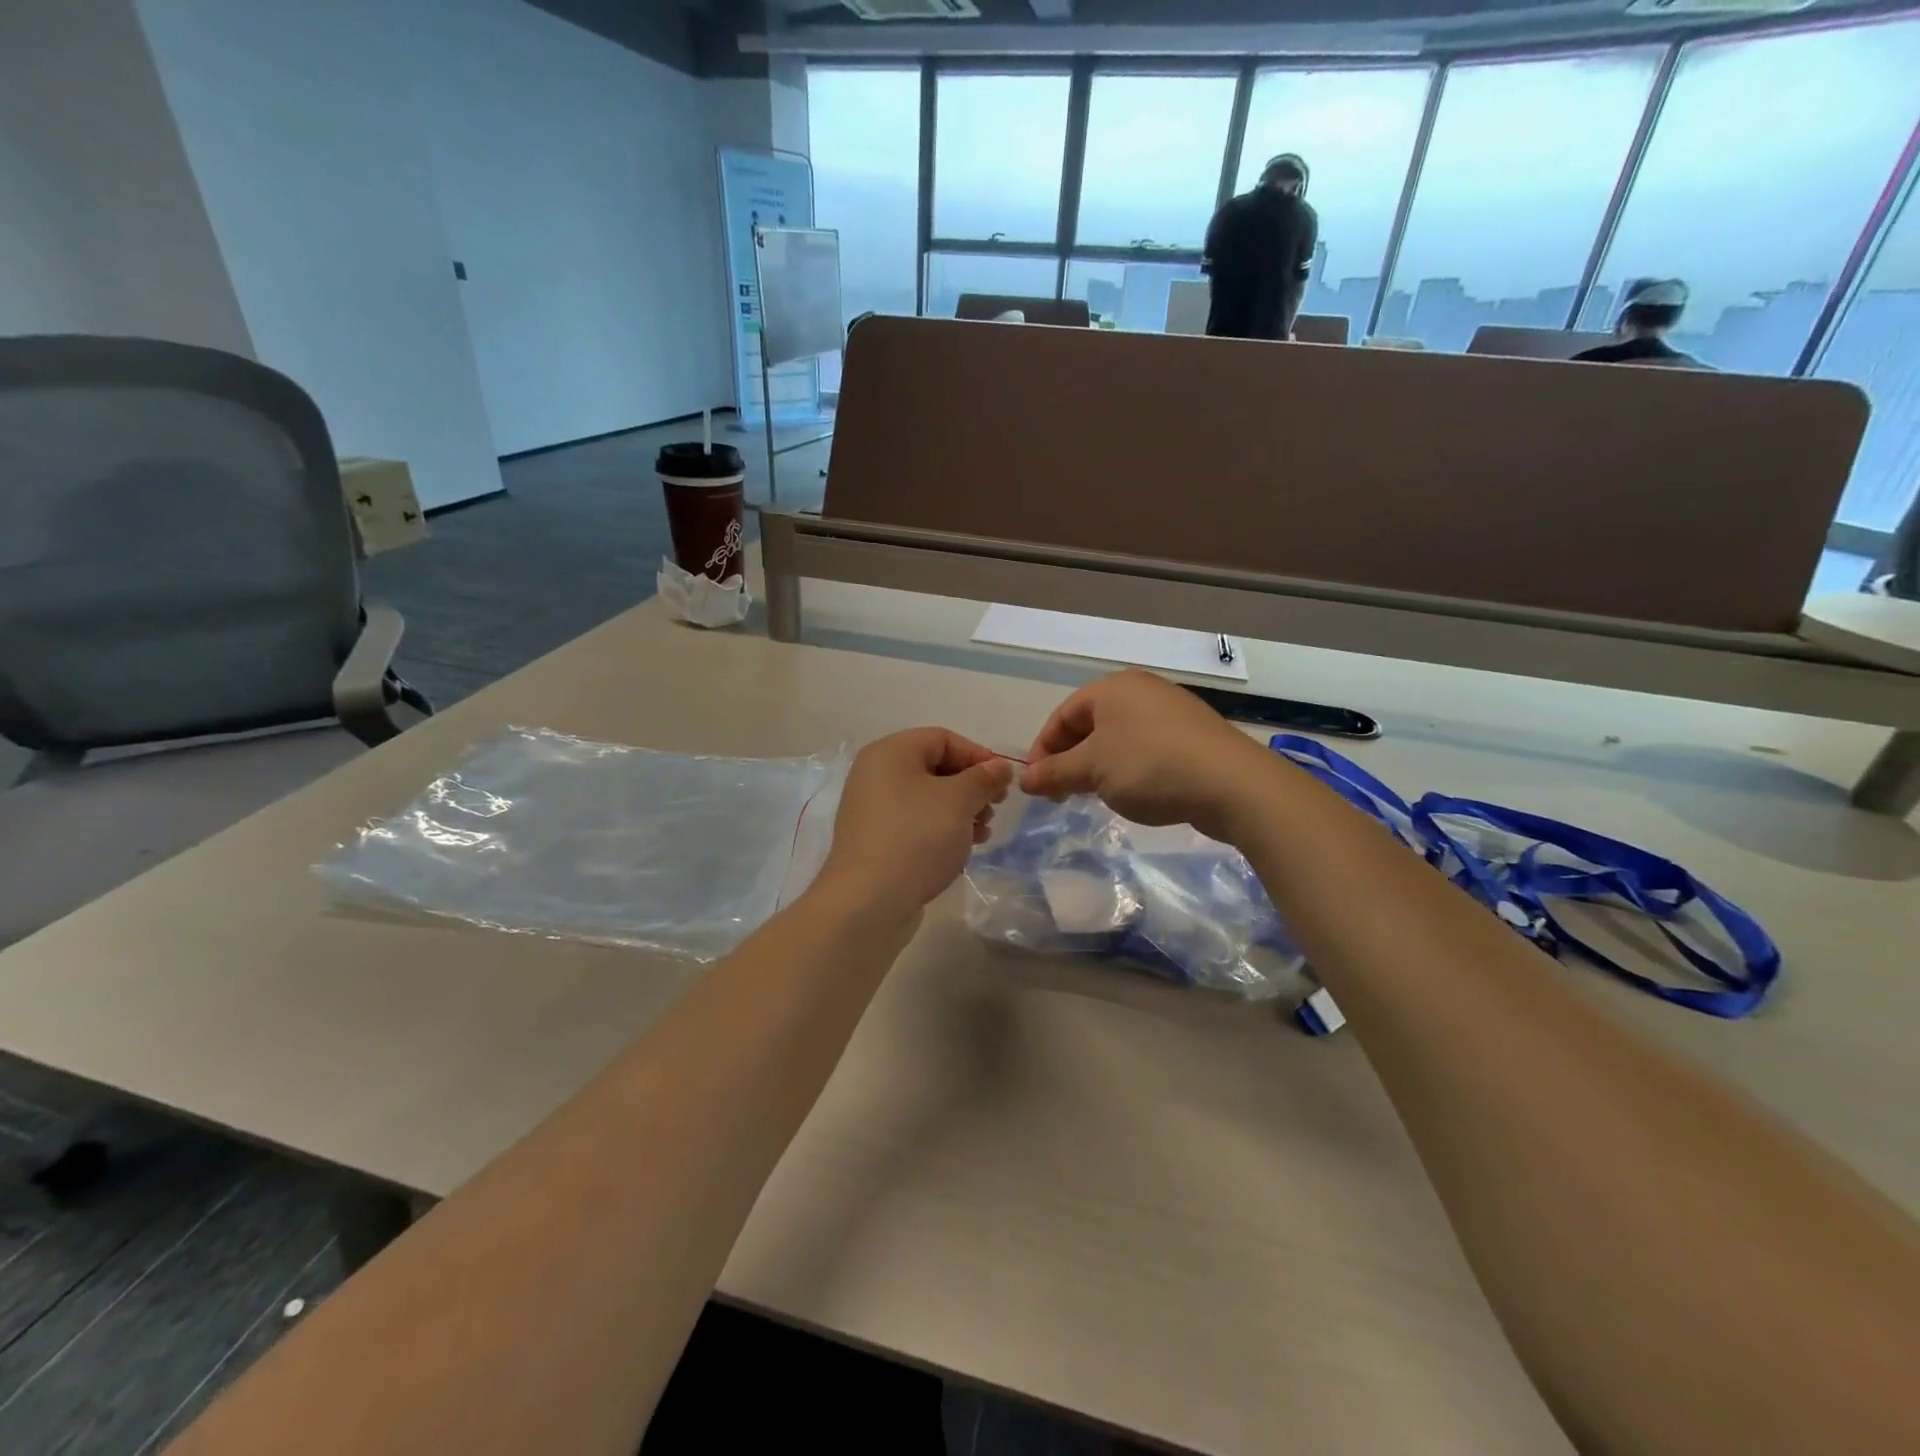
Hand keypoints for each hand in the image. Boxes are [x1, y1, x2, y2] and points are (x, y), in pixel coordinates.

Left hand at [818, 728, 1013, 915]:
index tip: (1004, 782)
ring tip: (982, 834)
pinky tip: (961, 849)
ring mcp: (872, 809)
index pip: (942, 739)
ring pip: (927, 798)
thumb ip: (983, 778)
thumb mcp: (958, 801)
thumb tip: (999, 767)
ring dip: (960, 811)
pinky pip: (915, 823)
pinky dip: (941, 830)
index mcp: (890, 753)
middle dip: (971, 787)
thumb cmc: (917, 837)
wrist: (869, 901)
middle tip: (994, 809)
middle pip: (935, 768)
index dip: (978, 756)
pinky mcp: (875, 840)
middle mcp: (875, 774)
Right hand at [1020, 671, 1267, 841]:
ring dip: (1098, 766)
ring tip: (1093, 795)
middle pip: (1090, 724)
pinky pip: (1146, 746)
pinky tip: (1132, 791)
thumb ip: (1054, 773)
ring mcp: (1170, 710)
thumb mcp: (1092, 770)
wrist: (1231, 784)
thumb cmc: (1150, 766)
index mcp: (1112, 688)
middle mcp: (1141, 690)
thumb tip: (1025, 779)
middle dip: (1070, 759)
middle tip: (1061, 793)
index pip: (1062, 715)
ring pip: (1118, 737)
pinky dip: (1128, 767)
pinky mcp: (1192, 735)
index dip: (1043, 749)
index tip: (1037, 784)